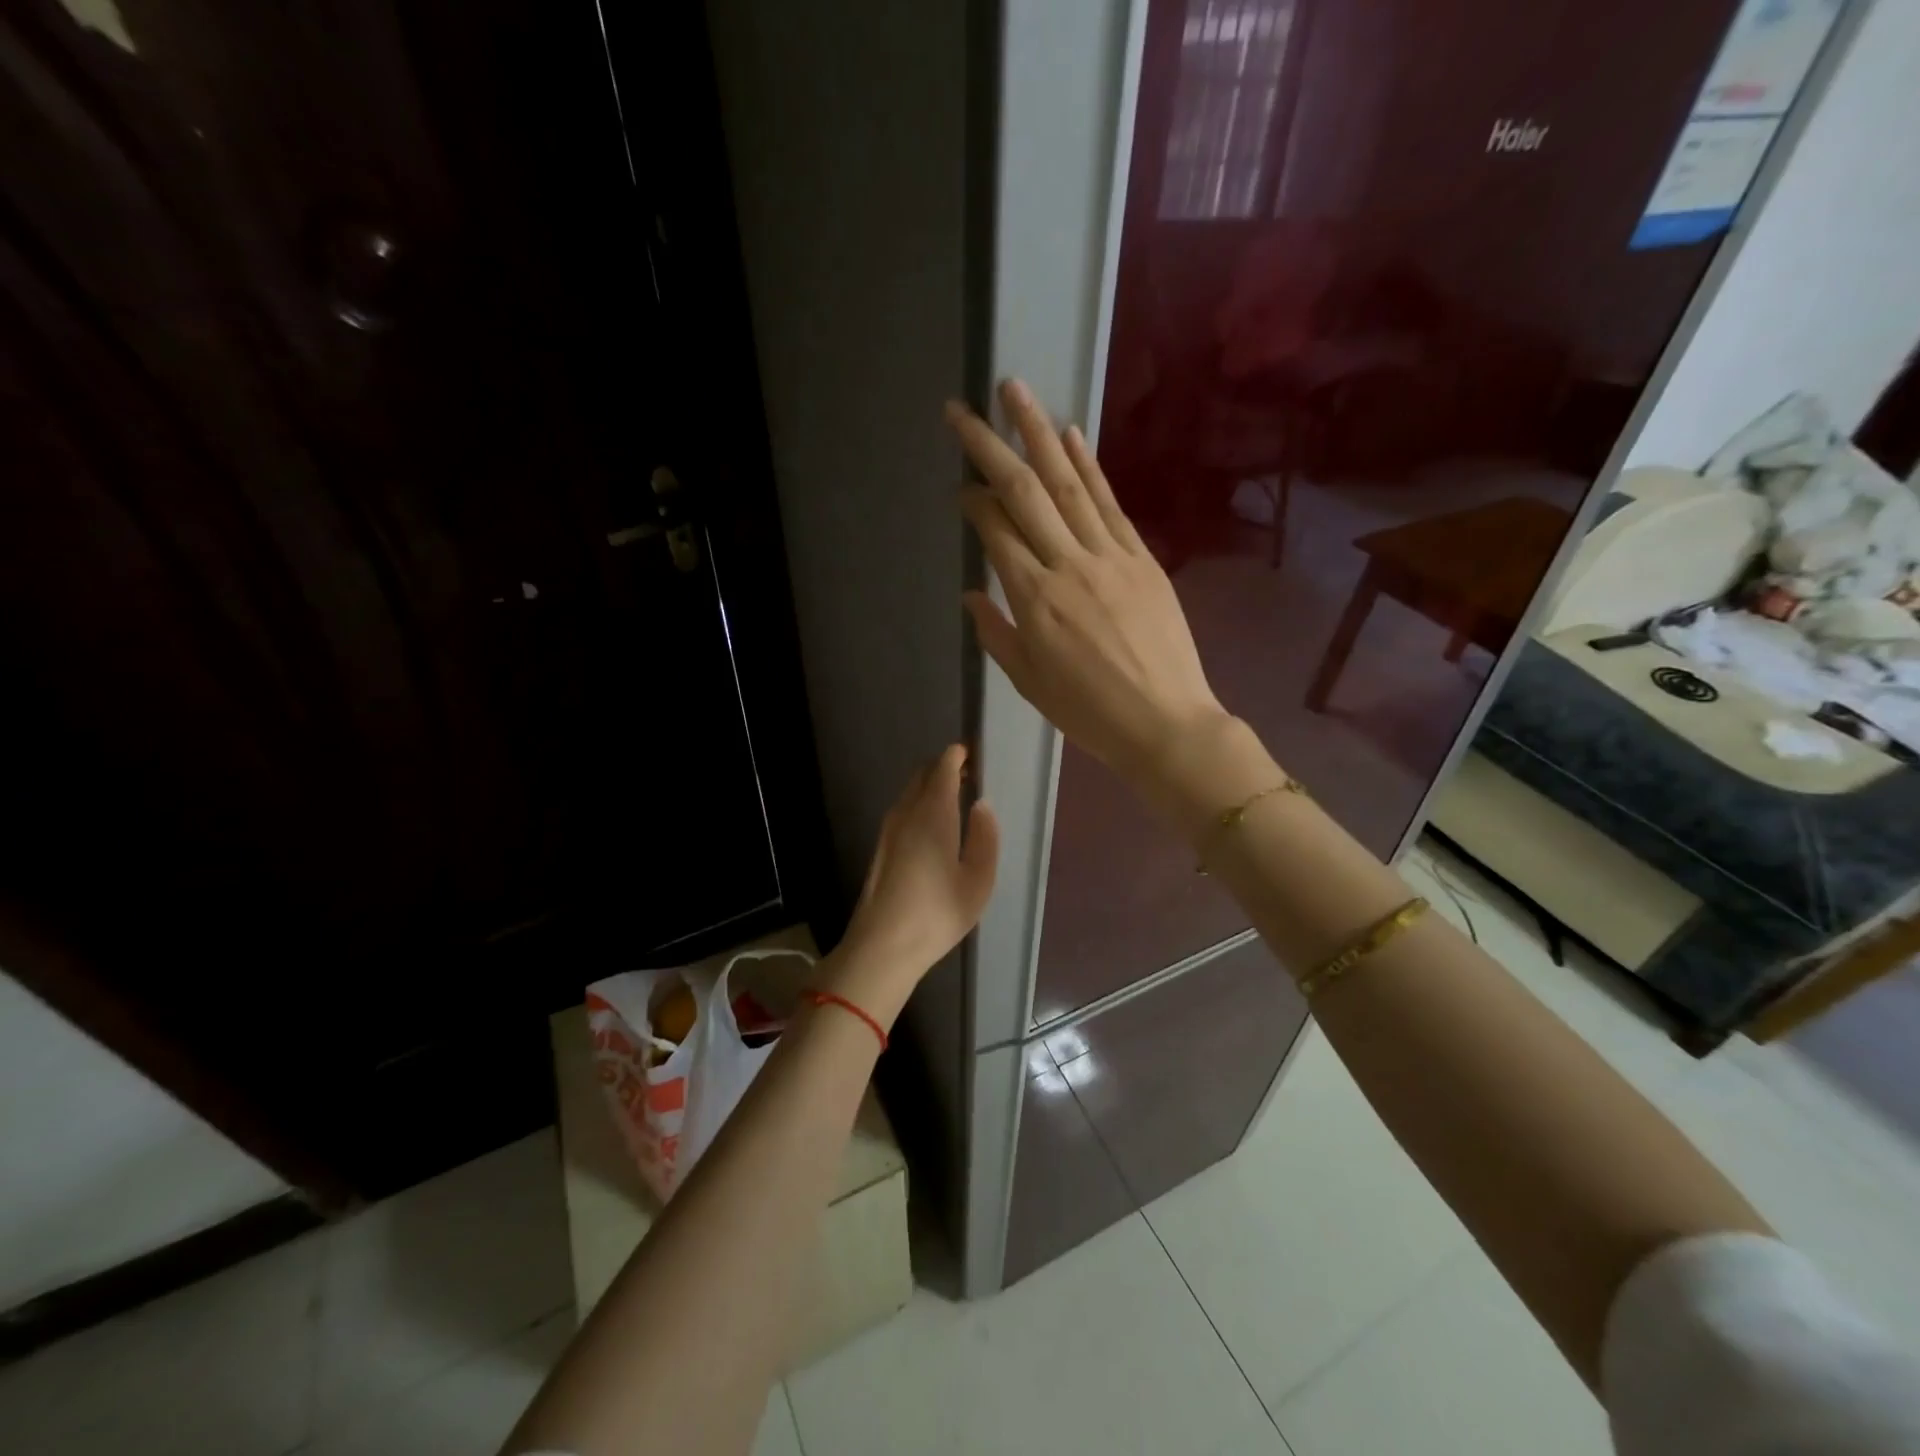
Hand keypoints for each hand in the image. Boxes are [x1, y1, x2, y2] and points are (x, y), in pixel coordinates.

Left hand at [828, 745, 998, 1025]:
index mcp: (933, 812)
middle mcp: (907, 811)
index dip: (959, 755)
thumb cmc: (937, 912)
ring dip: (932, 786)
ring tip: (957, 799)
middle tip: (971, 775)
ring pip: (911, 791)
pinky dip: (921, 803)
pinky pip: (904, 808)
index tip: (976, 755)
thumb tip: (981, 805)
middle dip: (946, 767)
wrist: (882, 945)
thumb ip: (985, 836)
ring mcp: (889, 828)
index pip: (943, 766)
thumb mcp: (978, 879)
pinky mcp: (882, 846)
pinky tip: (935, 826)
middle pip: (924, 773)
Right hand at [949, 379, 1229, 783]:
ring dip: (1037, 433)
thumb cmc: (1088, 712)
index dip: (973, 500)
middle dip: (988, 446)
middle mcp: (1068, 565)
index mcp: (1034, 600)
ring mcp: (1109, 555)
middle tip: (961, 409)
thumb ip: (997, 634)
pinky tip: (1069, 433)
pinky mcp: (1142, 557)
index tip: (959, 484)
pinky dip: (1089, 465)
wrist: (1165, 723)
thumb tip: (972, 594)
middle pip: (1023, 493)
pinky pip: (1109, 502)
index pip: (995, 531)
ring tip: (1014, 391)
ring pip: (1067, 483)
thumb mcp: (1029, 683)